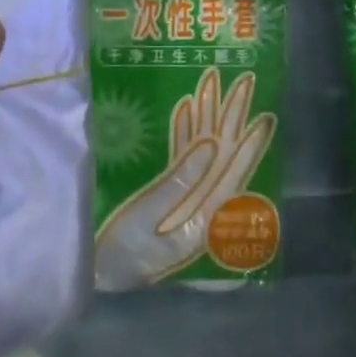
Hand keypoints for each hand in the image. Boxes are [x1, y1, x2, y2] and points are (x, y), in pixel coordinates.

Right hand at [94, 67, 274, 289]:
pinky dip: (182, 132)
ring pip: (200, 151)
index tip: (265, 118)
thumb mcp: (147, 222)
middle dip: (231, 118)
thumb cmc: (117, 255)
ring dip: (207, 117)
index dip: (250, 146)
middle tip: (245, 82)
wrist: (90, 274)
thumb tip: (211, 145)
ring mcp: (181, 197)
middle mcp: (199, 205)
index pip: (233, 175)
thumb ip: (179, 183)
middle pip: (221, 156)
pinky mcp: (161, 191)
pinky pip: (178, 157)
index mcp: (203, 218)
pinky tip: (186, 107)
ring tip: (213, 83)